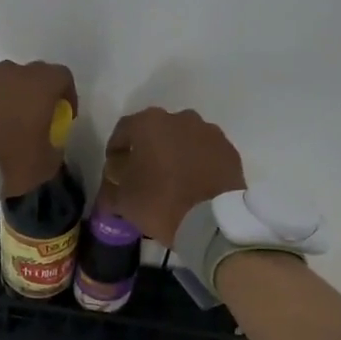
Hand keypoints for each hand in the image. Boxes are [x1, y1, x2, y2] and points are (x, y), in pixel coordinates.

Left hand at [0, 60, 78, 195]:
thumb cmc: (12, 160)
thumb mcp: (47, 163)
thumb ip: (56, 146)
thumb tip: (51, 143)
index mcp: (39, 85)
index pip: (62, 76)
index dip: (67, 95)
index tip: (63, 116)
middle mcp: (12, 73)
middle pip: (32, 76)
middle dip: (38, 94)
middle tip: (36, 119)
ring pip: (5, 83)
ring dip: (11, 99)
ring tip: (7, 125)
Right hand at [104, 107, 246, 245]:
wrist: (213, 221)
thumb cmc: (159, 203)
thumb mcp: (122, 200)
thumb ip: (111, 185)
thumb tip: (113, 181)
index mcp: (148, 123)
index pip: (122, 131)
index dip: (115, 152)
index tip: (114, 173)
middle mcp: (180, 118)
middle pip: (155, 132)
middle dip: (147, 151)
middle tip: (142, 177)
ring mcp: (209, 132)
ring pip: (183, 140)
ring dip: (174, 156)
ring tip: (171, 182)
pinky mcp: (229, 150)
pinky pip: (205, 153)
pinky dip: (197, 164)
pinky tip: (193, 186)